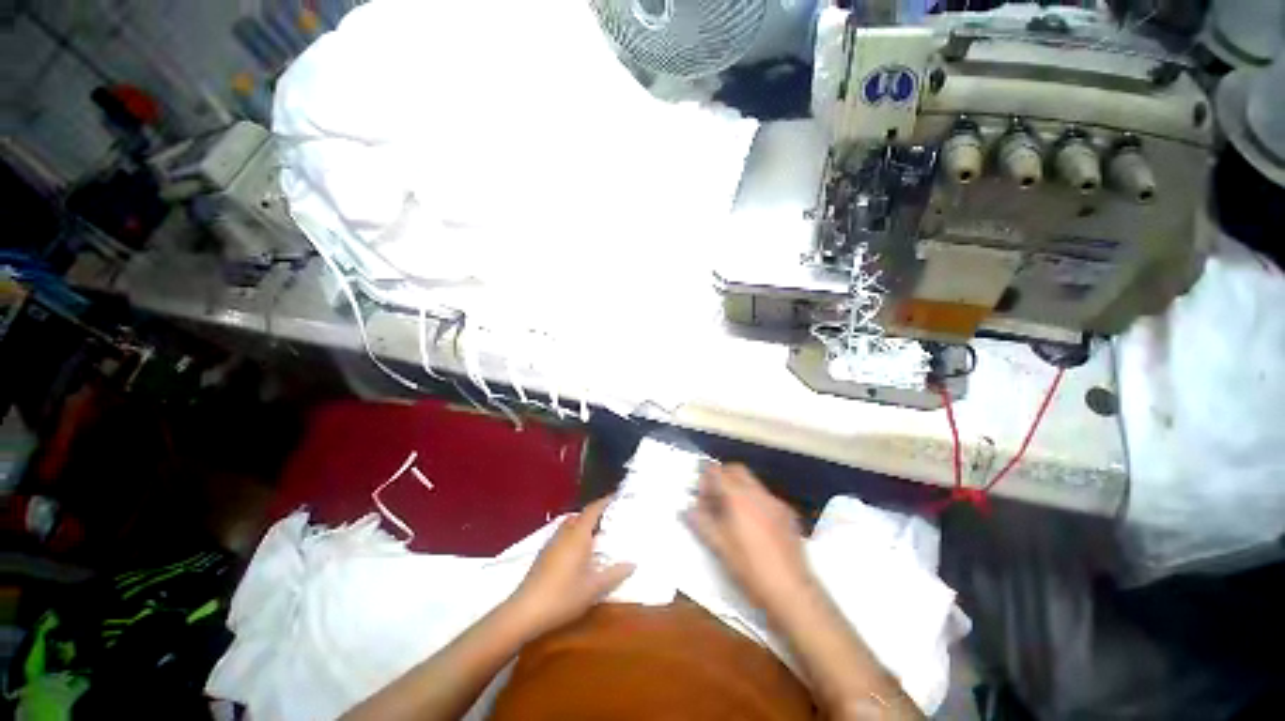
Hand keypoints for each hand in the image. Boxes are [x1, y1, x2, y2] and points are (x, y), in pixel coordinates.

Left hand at [509, 497, 633, 634]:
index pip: (592, 510)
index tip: (615, 496)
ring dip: (581, 525)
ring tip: (595, 535)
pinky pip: (562, 536)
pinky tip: (577, 554)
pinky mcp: (543, 555)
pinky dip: (572, 536)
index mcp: (578, 535)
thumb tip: (633, 564)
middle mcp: (564, 534)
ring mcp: (551, 543)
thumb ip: (614, 574)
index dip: (604, 501)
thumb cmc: (563, 595)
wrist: (525, 611)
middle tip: (608, 518)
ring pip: (569, 526)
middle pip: (579, 515)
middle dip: (593, 514)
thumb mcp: (594, 588)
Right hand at [686, 463, 812, 611]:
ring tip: (731, 514)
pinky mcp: (788, 514)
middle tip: (713, 498)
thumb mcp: (719, 546)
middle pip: (736, 470)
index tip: (700, 495)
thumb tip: (688, 509)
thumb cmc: (750, 568)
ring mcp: (776, 502)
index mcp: (739, 496)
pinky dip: (754, 501)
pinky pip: (766, 498)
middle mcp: (758, 492)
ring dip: (738, 489)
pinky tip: (753, 525)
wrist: (792, 592)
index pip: (717, 471)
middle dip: (722, 477)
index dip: (705, 478)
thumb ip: (701, 522)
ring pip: (752, 483)